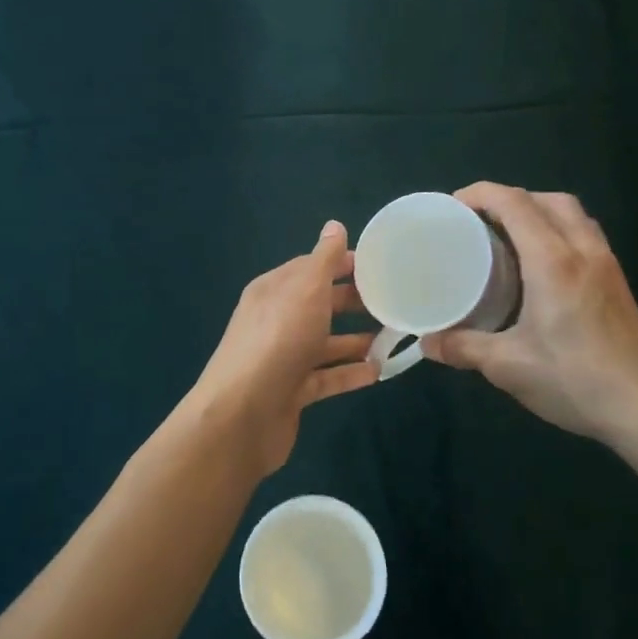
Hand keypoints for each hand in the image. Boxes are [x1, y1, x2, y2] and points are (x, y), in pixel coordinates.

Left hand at [191, 221, 377, 476]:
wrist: (243, 413)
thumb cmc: (278, 339)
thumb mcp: (305, 288)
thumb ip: (323, 259)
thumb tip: (334, 225)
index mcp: (274, 290)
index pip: (311, 268)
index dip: (343, 264)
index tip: (380, 267)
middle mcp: (276, 320)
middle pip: (320, 305)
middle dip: (354, 302)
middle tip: (394, 302)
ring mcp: (283, 358)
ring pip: (324, 343)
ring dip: (356, 340)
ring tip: (393, 338)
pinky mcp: (291, 392)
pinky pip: (326, 378)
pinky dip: (349, 373)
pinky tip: (378, 372)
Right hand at [422, 183, 637, 454]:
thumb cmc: (575, 381)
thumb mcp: (508, 366)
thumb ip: (463, 348)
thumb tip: (426, 343)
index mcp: (553, 261)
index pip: (515, 204)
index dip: (480, 194)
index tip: (452, 207)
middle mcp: (583, 251)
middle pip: (547, 199)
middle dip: (509, 199)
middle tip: (478, 222)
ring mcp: (606, 265)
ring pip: (571, 214)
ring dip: (538, 210)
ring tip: (508, 237)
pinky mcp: (617, 282)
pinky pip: (585, 234)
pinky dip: (558, 230)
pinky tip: (541, 265)